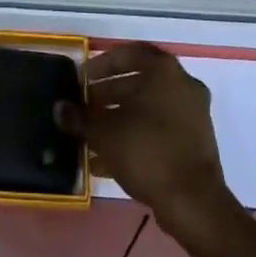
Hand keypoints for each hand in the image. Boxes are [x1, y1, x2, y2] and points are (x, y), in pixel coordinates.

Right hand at [58, 44, 234, 241]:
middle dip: (107, 95)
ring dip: (118, 120)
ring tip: (90, 138)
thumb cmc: (147, 151)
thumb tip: (60, 109)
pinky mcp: (195, 143)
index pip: (127, 54)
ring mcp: (193, 114)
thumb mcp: (104, 133)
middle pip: (137, 82)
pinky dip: (135, 138)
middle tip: (83, 109)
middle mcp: (182, 84)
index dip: (100, 66)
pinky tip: (107, 161)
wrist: (193, 203)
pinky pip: (159, 130)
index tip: (81, 81)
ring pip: (147, 109)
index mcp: (164, 70)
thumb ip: (80, 117)